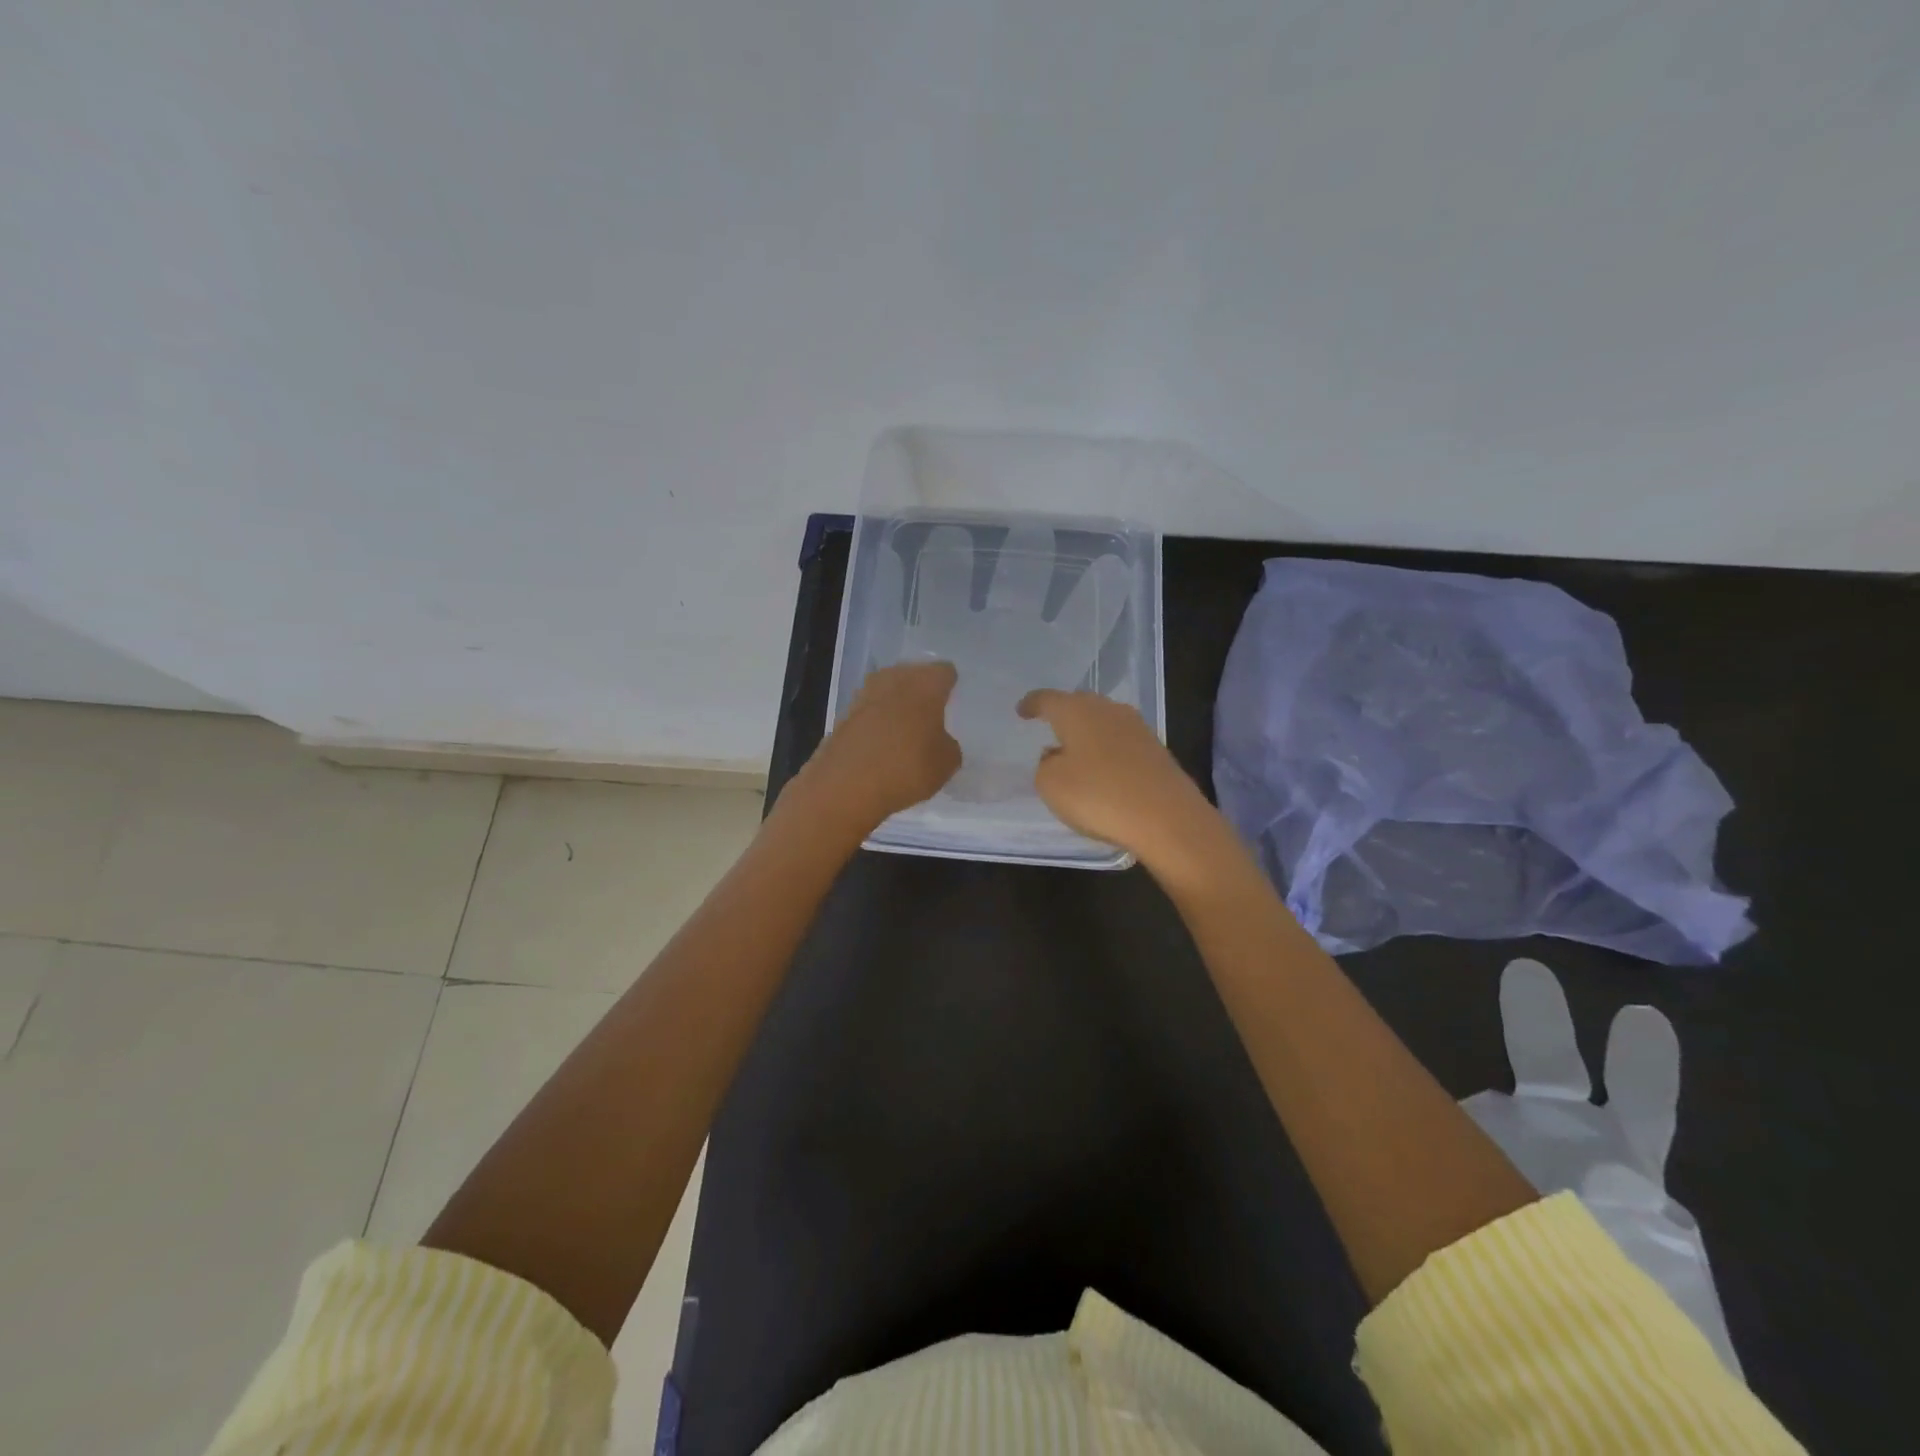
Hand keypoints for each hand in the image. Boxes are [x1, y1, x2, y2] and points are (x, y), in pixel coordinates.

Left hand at [797, 661, 961, 832]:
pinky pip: (869, 712)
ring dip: (896, 704)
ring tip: (907, 728)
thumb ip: (948, 746)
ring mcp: (864, 696)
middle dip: (921, 690)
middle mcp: (893, 680)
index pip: (944, 672)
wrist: (845, 786)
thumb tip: (939, 741)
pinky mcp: (843, 716)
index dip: (950, 684)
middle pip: (912, 675)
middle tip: (931, 712)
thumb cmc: (907, 768)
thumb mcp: (947, 764)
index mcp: (924, 684)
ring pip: (887, 691)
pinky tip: (883, 744)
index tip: (953, 700)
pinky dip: (876, 723)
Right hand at [1016, 690, 1220, 872]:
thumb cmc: (1098, 795)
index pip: (1047, 699)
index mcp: (1077, 711)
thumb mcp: (1051, 785)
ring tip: (1074, 751)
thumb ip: (1045, 765)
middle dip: (1063, 714)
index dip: (1032, 704)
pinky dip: (1107, 750)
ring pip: (1103, 721)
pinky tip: (1102, 769)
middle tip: (1049, 727)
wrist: (1167, 817)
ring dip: (1087, 733)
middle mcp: (1108, 710)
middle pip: (1079, 704)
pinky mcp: (1156, 750)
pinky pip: (1121, 742)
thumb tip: (1056, 756)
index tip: (1022, 710)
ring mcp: (1137, 728)